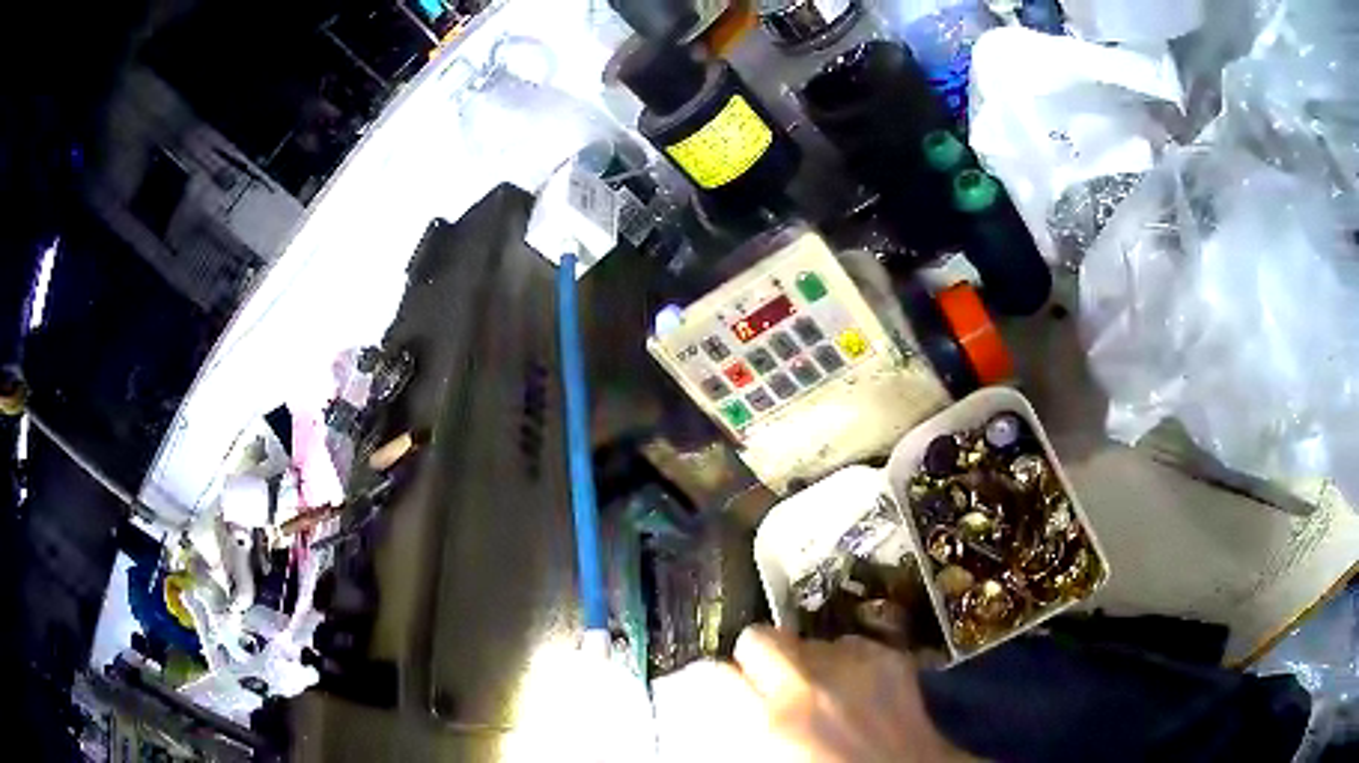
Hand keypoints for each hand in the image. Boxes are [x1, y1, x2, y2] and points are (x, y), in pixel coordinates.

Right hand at [654, 626, 963, 762]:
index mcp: (772, 721)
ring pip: (808, 639)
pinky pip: (850, 642)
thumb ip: (753, 727)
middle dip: (757, 655)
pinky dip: (847, 659)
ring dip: (808, 659)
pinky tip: (858, 685)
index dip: (713, 678)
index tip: (723, 685)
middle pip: (757, 636)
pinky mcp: (890, 655)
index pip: (715, 674)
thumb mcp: (776, 755)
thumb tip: (736, 700)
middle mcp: (809, 682)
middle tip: (769, 679)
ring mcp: (854, 663)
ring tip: (824, 687)